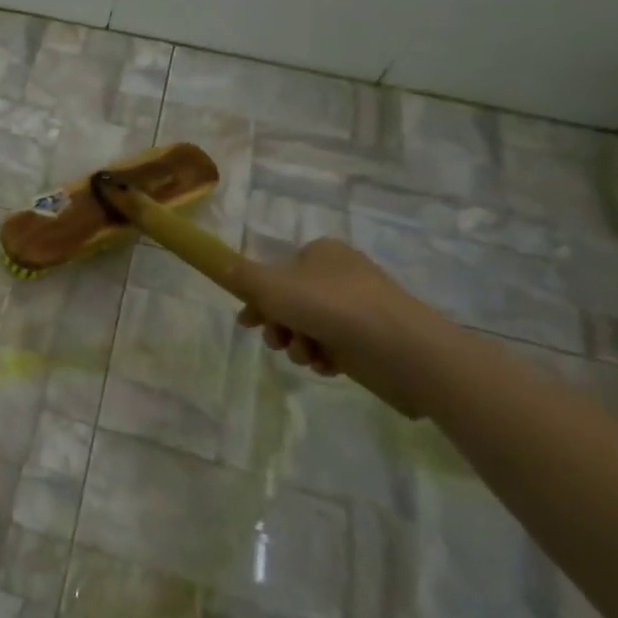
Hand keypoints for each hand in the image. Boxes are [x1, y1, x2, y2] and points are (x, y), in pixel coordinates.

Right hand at [230, 238, 451, 416]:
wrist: (402, 348)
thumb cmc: (331, 307)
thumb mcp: (271, 286)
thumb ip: (239, 275)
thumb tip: (215, 260)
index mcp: (321, 253)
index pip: (276, 273)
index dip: (257, 299)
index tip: (248, 322)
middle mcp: (340, 275)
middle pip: (289, 303)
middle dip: (278, 326)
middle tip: (276, 340)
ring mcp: (358, 307)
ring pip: (308, 327)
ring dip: (298, 345)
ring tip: (307, 354)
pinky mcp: (371, 337)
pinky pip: (333, 346)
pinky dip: (323, 357)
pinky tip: (327, 364)